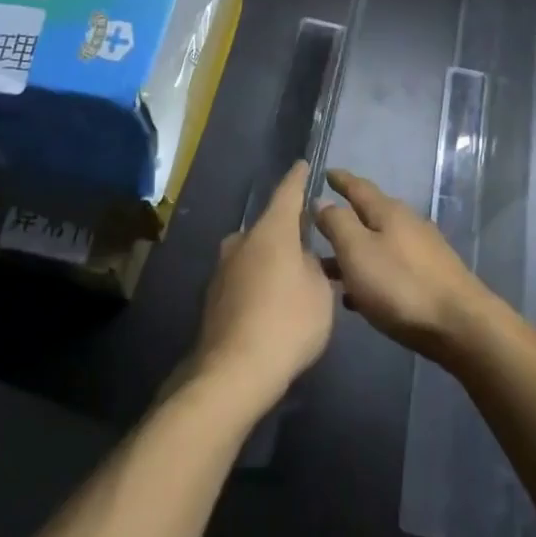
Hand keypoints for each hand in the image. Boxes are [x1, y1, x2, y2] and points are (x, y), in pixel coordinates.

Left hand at [190, 161, 334, 410]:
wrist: (233, 371)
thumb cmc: (287, 322)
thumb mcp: (321, 292)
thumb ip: (315, 266)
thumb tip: (303, 259)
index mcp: (271, 230)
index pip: (288, 192)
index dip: (298, 178)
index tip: (303, 165)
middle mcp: (243, 239)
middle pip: (271, 226)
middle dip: (289, 232)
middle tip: (311, 243)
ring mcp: (224, 267)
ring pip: (256, 253)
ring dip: (274, 260)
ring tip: (295, 280)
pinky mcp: (214, 294)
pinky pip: (245, 276)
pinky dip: (260, 282)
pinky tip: (273, 304)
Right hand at [314, 169, 491, 360]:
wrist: (460, 325)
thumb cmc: (401, 285)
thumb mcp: (358, 251)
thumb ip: (337, 223)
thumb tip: (321, 200)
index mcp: (388, 211)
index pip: (358, 187)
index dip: (340, 180)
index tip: (325, 172)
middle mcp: (407, 223)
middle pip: (369, 215)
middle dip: (344, 220)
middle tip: (318, 226)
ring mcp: (422, 250)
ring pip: (379, 244)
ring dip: (355, 252)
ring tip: (329, 268)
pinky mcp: (431, 277)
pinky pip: (391, 267)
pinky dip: (371, 273)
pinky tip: (358, 296)